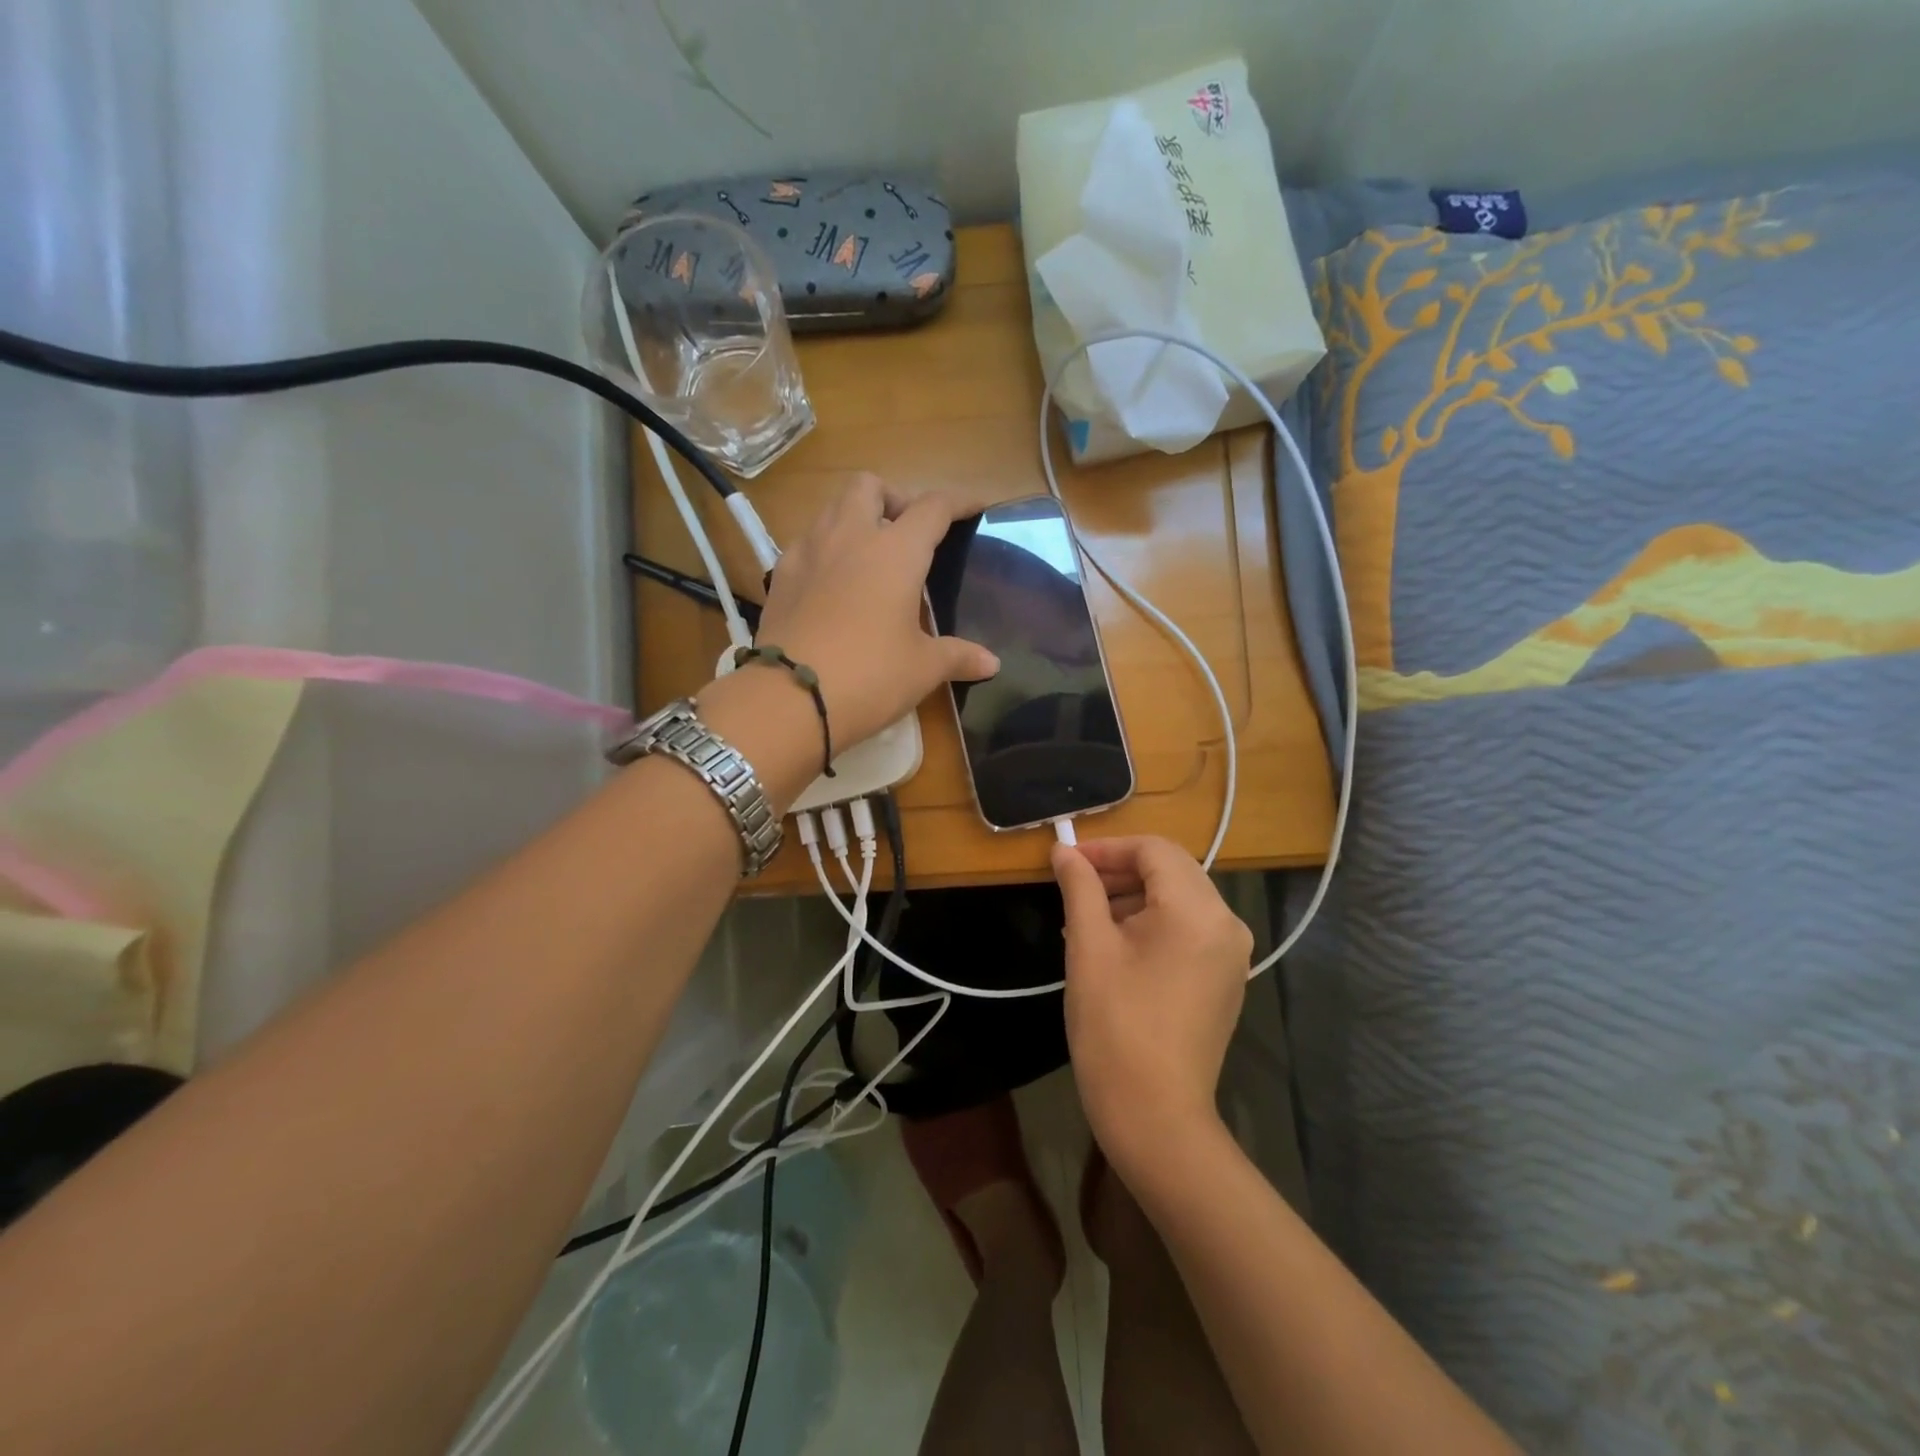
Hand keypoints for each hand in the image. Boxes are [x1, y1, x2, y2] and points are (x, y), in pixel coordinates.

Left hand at [753, 475, 998, 749]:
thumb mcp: (922, 669)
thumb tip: (992, 664)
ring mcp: (808, 552)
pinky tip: (832, 582)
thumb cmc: (870, 676)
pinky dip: (825, 549)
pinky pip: (806, 543)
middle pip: (870, 487)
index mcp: (896, 551)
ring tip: (870, 554)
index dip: (959, 501)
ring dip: (855, 517)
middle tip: (908, 532)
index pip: (933, 507)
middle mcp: (850, 537)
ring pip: (832, 508)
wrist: (789, 698)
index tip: (975, 505)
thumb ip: (958, 656)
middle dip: (894, 498)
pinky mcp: (780, 576)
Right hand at [1053, 836, 1252, 1178]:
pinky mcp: (1225, 979)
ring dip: (1133, 896)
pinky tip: (1114, 943)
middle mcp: (1226, 923)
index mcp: (1197, 910)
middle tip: (1073, 885)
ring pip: (1179, 899)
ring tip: (1085, 917)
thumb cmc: (1115, 1026)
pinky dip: (1152, 922)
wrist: (1155, 1116)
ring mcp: (1232, 954)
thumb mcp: (1089, 947)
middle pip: (1171, 870)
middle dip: (1119, 869)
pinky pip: (1188, 929)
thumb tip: (1063, 850)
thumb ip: (1079, 887)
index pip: (1154, 850)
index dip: (1107, 848)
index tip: (1067, 861)